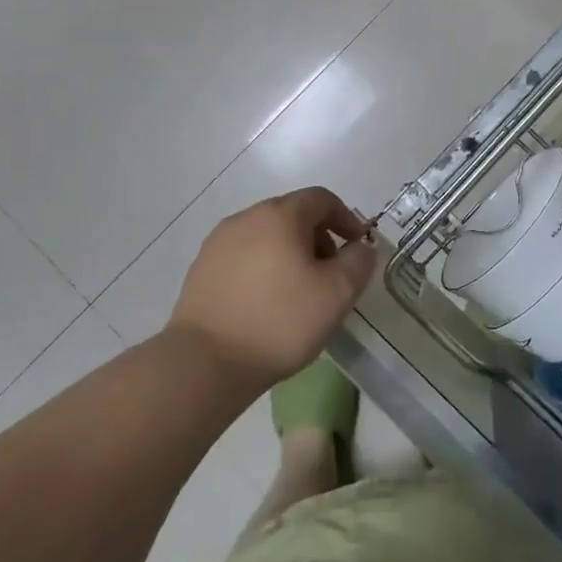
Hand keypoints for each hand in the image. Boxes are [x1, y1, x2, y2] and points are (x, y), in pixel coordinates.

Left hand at [168, 187, 376, 389]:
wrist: (205, 362)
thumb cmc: (280, 321)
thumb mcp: (337, 293)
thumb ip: (358, 262)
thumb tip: (360, 247)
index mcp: (280, 215)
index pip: (321, 199)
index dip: (346, 218)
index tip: (358, 247)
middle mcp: (246, 218)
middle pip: (292, 215)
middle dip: (318, 239)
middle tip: (331, 276)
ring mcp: (218, 243)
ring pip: (266, 237)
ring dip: (290, 255)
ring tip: (299, 294)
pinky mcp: (201, 270)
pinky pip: (243, 258)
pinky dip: (263, 270)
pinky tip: (267, 305)